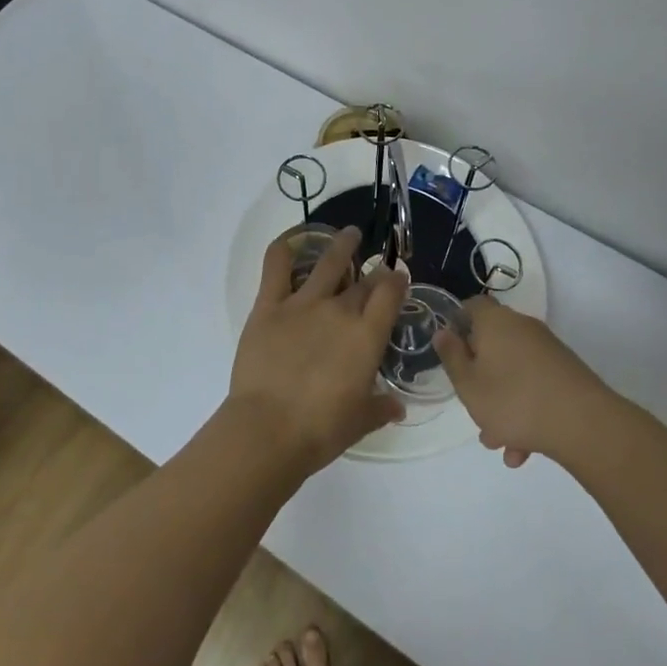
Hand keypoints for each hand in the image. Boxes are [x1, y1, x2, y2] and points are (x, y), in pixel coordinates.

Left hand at [230, 227, 407, 475]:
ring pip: (328, 262)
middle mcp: (339, 310)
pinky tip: (291, 240)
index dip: (397, 281)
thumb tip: (397, 407)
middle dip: (374, 272)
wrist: (268, 429)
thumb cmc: (320, 431)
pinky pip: (277, 266)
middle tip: (377, 267)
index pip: (390, 294)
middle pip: (364, 281)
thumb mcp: (361, 422)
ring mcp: (303, 303)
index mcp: (367, 336)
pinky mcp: (269, 305)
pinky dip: (284, 248)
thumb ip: (381, 408)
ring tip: (349, 234)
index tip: (398, 277)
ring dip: (342, 245)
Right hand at [432, 296, 613, 467]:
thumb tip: (443, 332)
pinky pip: (535, 386)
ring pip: (514, 371)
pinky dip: (526, 411)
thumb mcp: (468, 384)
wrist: (584, 424)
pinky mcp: (567, 373)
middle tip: (473, 406)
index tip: (452, 353)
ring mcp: (548, 350)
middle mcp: (522, 327)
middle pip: (493, 343)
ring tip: (499, 443)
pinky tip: (523, 450)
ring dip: (502, 403)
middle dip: (481, 376)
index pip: (472, 306)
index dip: (458, 324)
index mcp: (495, 322)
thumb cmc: (513, 400)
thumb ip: (451, 357)